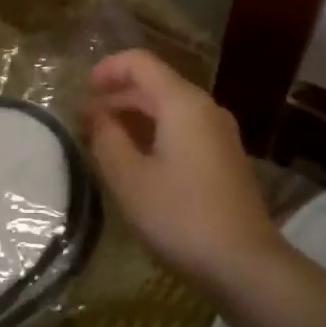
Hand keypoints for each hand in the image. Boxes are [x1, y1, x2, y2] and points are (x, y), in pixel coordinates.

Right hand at [86, 50, 282, 288]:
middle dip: (116, 98)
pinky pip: (182, 131)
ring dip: (133, 119)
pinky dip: (154, 135)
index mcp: (183, 104)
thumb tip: (95, 115)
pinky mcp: (224, 159)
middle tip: (83, 124)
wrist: (244, 264)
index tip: (81, 91)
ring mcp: (219, 134)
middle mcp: (206, 109)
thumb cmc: (180, 216)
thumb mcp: (129, 178)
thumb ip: (107, 138)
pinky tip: (135, 163)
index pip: (141, 63)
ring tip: (102, 144)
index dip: (107, 69)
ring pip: (169, 110)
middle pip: (155, 85)